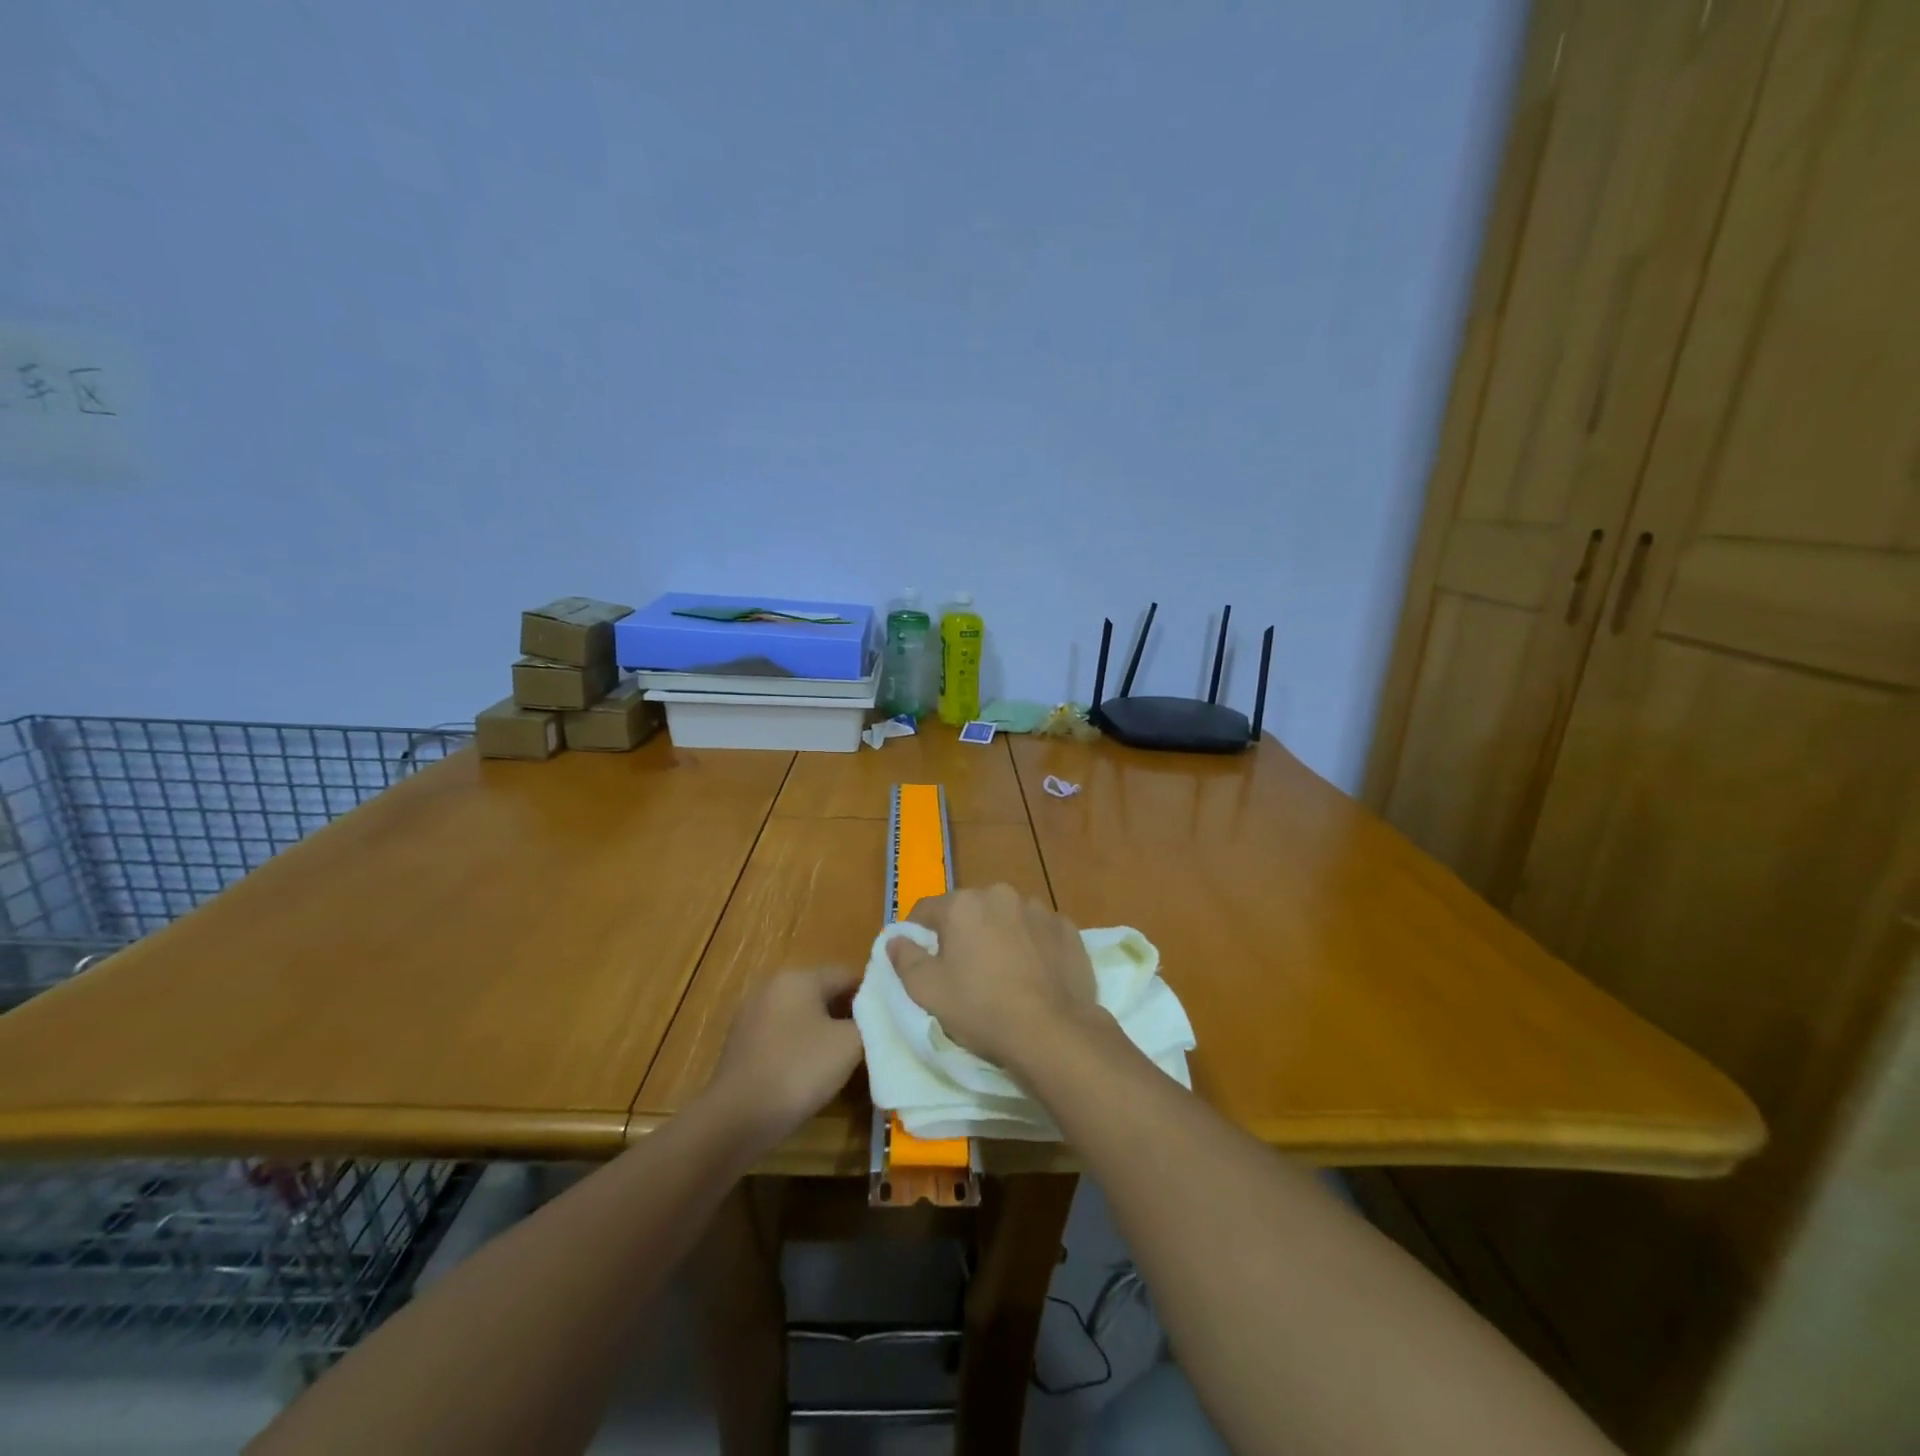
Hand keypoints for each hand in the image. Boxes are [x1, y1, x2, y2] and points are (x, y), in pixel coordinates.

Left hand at [708, 967, 863, 1153]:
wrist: (736, 1118)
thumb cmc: (798, 1070)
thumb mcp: (849, 1045)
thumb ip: (869, 1022)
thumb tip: (872, 1017)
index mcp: (798, 977)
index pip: (846, 974)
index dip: (872, 995)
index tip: (887, 1020)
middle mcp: (772, 986)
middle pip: (822, 992)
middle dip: (847, 1013)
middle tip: (869, 1041)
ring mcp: (752, 1013)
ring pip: (801, 1014)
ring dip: (823, 1031)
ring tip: (842, 1059)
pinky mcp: (741, 1042)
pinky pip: (782, 1035)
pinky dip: (799, 1046)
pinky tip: (809, 1072)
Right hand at [886, 884, 1100, 1072]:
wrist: (1051, 1030)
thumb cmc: (980, 1008)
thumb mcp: (927, 991)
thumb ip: (905, 959)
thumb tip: (896, 939)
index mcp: (962, 904)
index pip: (926, 910)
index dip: (918, 933)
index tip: (921, 958)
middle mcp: (1000, 894)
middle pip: (970, 910)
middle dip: (963, 932)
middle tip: (963, 969)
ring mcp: (1038, 909)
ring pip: (1007, 917)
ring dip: (1000, 934)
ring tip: (1003, 972)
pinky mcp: (1067, 928)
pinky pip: (1039, 931)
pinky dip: (1033, 944)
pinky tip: (1035, 973)